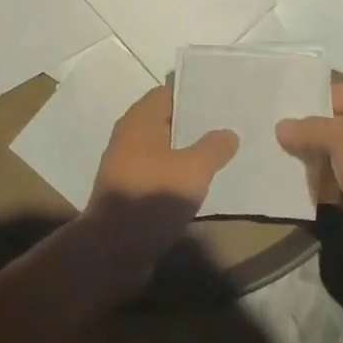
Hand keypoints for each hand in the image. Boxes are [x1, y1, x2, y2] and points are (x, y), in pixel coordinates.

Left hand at [85, 86, 237, 244]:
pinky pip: (160, 172)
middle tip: (230, 122)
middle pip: (166, 120)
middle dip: (195, 122)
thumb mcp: (193, 170)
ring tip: (222, 150)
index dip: (194, 92)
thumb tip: (228, 133)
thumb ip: (213, 148)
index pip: (168, 92)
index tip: (222, 95)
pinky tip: (201, 181)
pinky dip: (178, 173)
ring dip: (187, 150)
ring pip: (164, 148)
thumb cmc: (152, 197)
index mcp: (139, 121)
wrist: (112, 250)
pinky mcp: (130, 191)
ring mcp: (127, 166)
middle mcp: (129, 137)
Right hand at [278, 83, 342, 308]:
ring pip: (330, 159)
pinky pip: (330, 188)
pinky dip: (311, 187)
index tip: (282, 105)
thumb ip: (312, 129)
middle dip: (304, 130)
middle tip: (266, 131)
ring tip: (268, 156)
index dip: (317, 96)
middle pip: (335, 126)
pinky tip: (284, 185)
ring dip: (304, 160)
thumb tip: (282, 127)